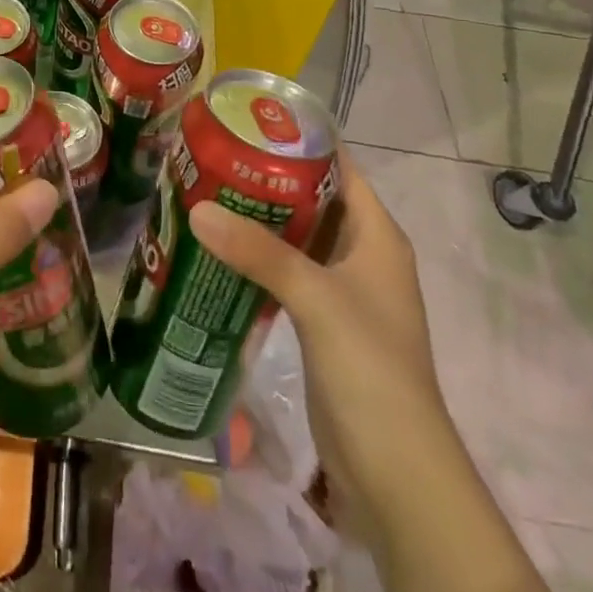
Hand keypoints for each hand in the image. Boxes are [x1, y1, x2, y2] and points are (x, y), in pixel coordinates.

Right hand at [189, 158, 451, 531]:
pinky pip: (285, 272)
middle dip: (266, 177)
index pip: (341, 168)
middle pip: (312, 199)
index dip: (302, 140)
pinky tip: (216, 248)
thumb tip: (197, 208)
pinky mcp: (320, 321)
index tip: (250, 120)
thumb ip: (258, 252)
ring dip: (257, 218)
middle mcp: (362, 254)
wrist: (395, 471)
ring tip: (204, 191)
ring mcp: (342, 290)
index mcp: (377, 236)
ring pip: (295, 237)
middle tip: (212, 155)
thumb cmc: (371, 368)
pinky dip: (255, 257)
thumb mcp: (316, 299)